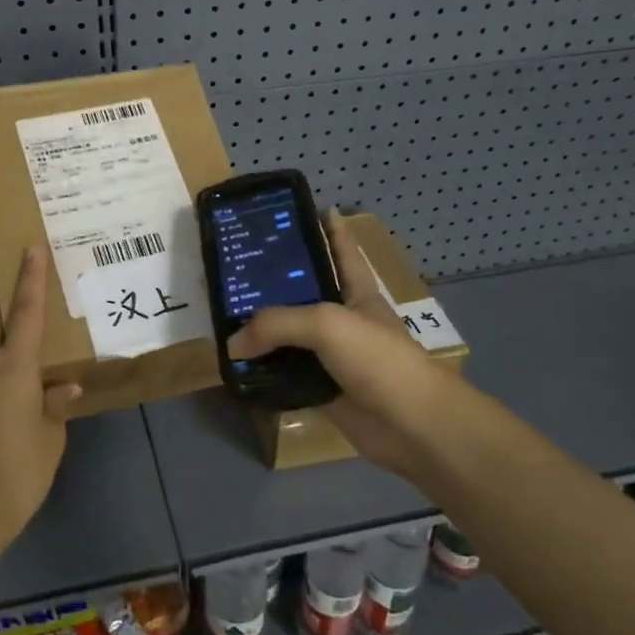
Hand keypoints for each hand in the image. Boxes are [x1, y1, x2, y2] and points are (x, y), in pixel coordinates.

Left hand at [0, 245, 79, 543]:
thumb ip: (55, 407)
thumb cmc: (19, 472)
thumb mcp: (51, 439)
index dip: (29, 278)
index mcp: (15, 371)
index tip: (29, 246)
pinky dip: (1, 365)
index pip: (25, 313)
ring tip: (11, 315)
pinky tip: (19, 384)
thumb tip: (63, 386)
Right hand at [226, 216, 460, 479]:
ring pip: (291, 338)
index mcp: (356, 290)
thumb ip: (276, 324)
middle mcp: (343, 318)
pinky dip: (264, 373)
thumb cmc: (377, 358)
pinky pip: (286, 376)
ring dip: (263, 332)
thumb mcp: (326, 323)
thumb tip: (233, 343)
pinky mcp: (323, 390)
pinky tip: (237, 366)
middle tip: (235, 268)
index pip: (342, 249)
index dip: (328, 227)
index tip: (302, 209)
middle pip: (305, 293)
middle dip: (275, 281)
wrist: (412, 425)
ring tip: (223, 317)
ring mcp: (333, 356)